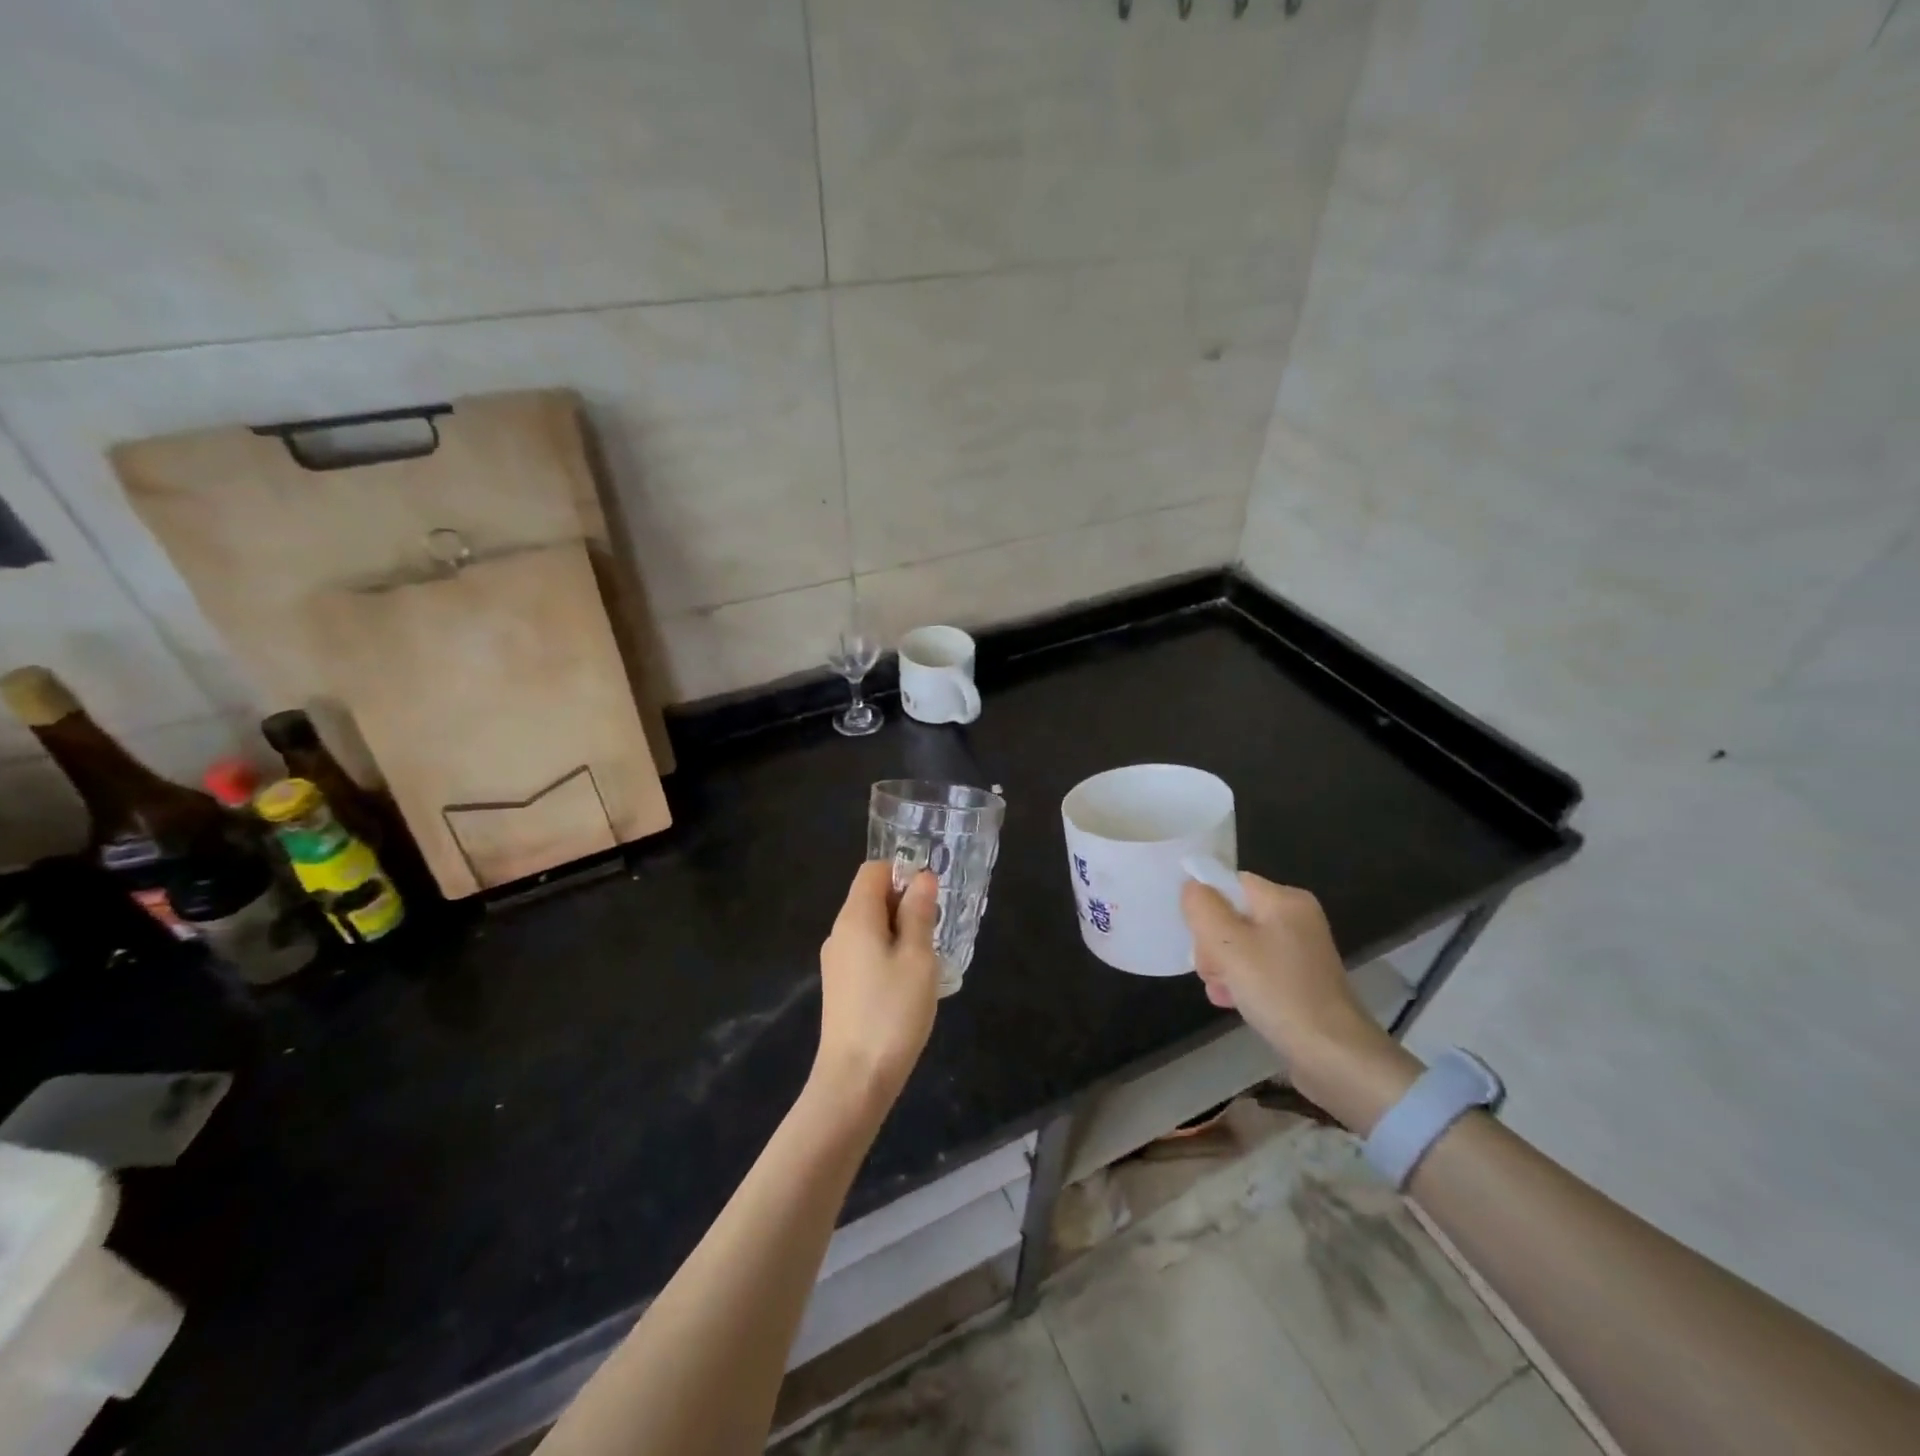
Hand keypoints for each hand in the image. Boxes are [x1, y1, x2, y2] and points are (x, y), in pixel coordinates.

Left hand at [814, 861, 941, 1110]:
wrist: (854, 1080)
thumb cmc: (891, 1012)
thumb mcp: (918, 958)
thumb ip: (920, 914)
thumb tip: (923, 878)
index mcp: (855, 918)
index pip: (872, 870)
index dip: (902, 873)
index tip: (931, 898)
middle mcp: (839, 933)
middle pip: (871, 897)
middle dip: (905, 904)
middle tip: (936, 932)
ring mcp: (836, 962)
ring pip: (871, 927)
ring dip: (901, 932)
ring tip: (927, 961)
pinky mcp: (840, 987)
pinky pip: (866, 952)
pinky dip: (889, 954)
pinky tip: (909, 984)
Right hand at [1182, 873, 1418, 1130]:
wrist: (1333, 1055)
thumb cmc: (1278, 990)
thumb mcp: (1228, 944)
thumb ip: (1203, 908)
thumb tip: (1192, 886)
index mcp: (1286, 900)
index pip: (1232, 883)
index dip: (1207, 905)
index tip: (1197, 935)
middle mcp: (1297, 919)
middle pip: (1234, 915)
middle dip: (1213, 943)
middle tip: (1210, 969)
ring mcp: (1301, 952)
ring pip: (1242, 945)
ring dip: (1222, 966)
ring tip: (1220, 991)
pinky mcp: (1301, 981)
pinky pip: (1259, 969)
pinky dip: (1242, 982)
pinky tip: (1231, 1002)